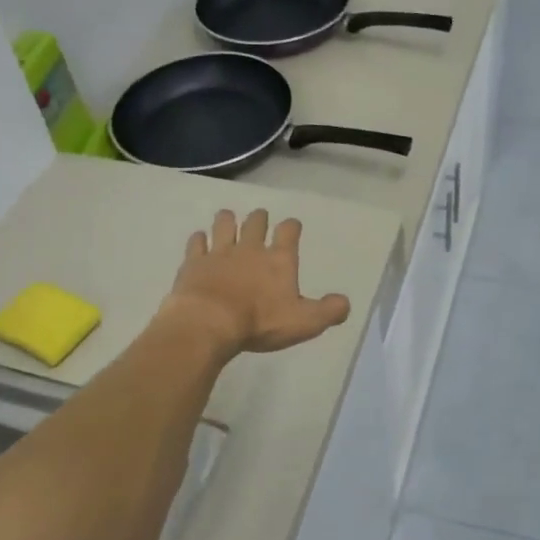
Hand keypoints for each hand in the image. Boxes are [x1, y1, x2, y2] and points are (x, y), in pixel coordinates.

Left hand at [161, 209, 350, 356]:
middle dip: (259, 218)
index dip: (292, 226)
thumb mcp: (304, 322)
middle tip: (259, 217)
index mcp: (278, 259)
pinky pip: (196, 243)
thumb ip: (328, 311)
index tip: (292, 225)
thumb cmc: (260, 322)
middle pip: (255, 223)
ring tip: (228, 218)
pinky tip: (199, 239)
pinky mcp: (194, 263)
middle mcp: (249, 249)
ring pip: (224, 224)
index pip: (288, 232)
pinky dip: (199, 239)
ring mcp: (219, 253)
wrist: (209, 322)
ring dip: (227, 220)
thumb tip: (345, 303)